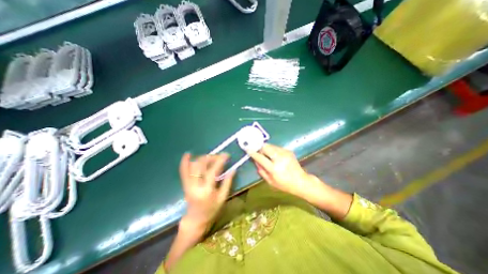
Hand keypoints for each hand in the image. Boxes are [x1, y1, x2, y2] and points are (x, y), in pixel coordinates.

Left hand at [179, 153, 234, 227]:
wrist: (195, 220)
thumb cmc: (211, 210)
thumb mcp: (222, 197)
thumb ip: (228, 182)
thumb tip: (233, 169)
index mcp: (206, 190)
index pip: (213, 171)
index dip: (220, 161)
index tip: (226, 155)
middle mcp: (195, 185)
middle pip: (201, 165)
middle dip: (211, 157)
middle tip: (219, 156)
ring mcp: (188, 184)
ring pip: (193, 166)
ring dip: (202, 158)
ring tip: (210, 156)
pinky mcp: (185, 184)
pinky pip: (183, 171)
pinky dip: (184, 162)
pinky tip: (188, 154)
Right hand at [250, 143, 314, 198]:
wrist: (301, 181)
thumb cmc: (284, 184)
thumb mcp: (270, 181)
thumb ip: (261, 171)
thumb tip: (255, 161)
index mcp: (274, 168)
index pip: (260, 157)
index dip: (253, 153)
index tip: (248, 149)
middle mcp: (279, 158)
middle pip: (266, 147)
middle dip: (260, 148)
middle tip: (258, 152)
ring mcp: (285, 153)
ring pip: (271, 145)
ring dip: (266, 149)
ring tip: (267, 155)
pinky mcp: (288, 151)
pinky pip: (276, 147)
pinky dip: (273, 150)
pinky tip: (275, 156)